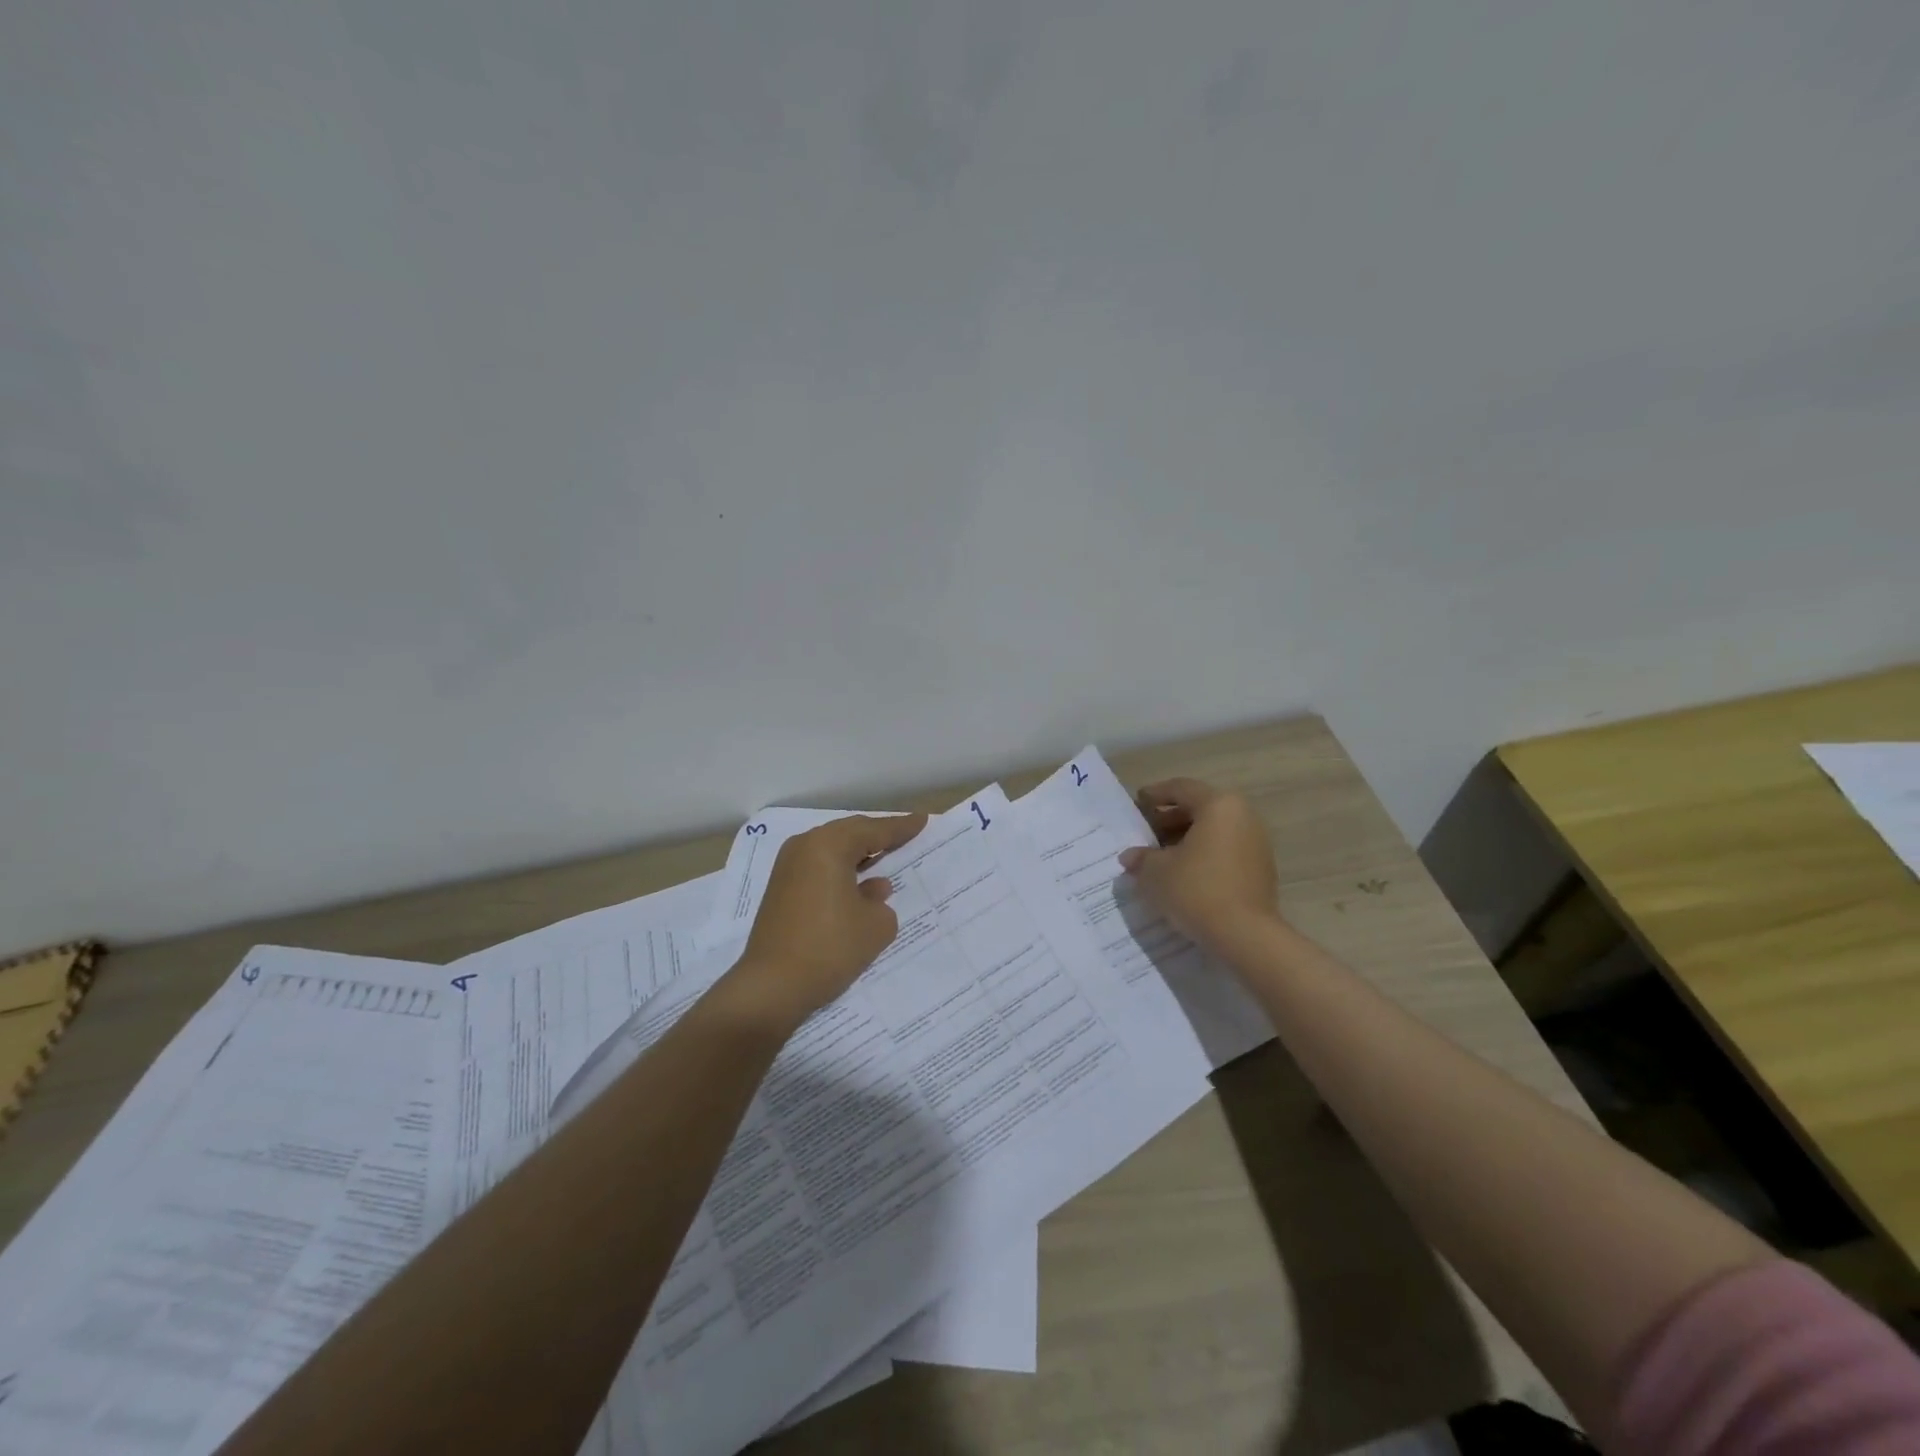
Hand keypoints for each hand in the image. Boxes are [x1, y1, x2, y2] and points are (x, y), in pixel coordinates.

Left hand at [729, 812, 928, 1028]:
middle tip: (905, 835)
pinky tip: (858, 885)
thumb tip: (872, 890)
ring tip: (885, 856)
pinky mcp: (780, 891)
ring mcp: (787, 869)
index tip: (922, 820)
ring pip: (832, 851)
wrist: (772, 986)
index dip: (901, 827)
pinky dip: (841, 870)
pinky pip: (819, 868)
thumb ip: (881, 901)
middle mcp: (804, 848)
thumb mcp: (876, 925)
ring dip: (858, 854)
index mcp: (828, 846)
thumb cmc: (830, 948)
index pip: (873, 830)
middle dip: (878, 835)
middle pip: (849, 834)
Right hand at [1118, 778, 1278, 954]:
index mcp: (1219, 806)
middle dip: (1170, 819)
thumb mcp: (1155, 872)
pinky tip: (1184, 874)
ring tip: (1162, 857)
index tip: (1137, 803)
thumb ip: (1141, 858)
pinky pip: (1226, 851)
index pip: (1181, 789)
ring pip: (1214, 831)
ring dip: (1187, 839)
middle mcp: (1243, 817)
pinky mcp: (1261, 870)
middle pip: (1200, 808)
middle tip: (1146, 834)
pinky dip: (1204, 855)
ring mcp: (1256, 843)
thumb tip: (1131, 857)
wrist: (1244, 936)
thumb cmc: (1196, 890)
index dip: (1155, 794)